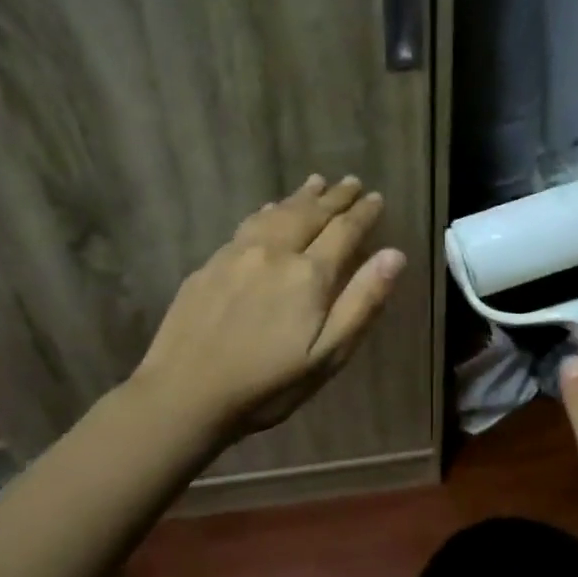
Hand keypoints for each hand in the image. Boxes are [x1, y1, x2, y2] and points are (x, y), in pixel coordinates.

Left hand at [132, 175, 405, 442]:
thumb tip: (394, 254)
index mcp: (308, 275)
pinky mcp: (209, 266)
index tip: (377, 197)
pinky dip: (267, 211)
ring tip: (316, 182)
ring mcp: (237, 255)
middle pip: (310, 214)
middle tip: (352, 181)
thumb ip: (362, 302)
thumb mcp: (328, 355)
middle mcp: (274, 252)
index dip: (363, 213)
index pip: (344, 231)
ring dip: (300, 197)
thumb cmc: (267, 385)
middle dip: (335, 197)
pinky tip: (268, 209)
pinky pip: (247, 225)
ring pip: (276, 213)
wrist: (183, 395)